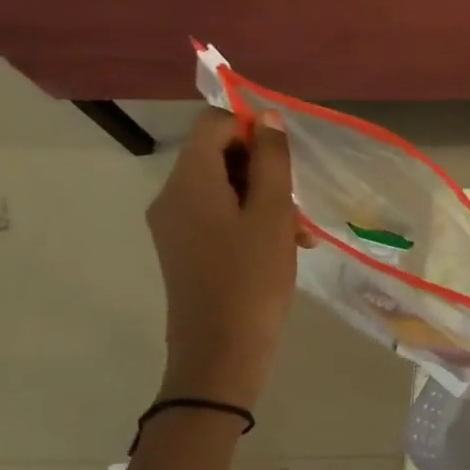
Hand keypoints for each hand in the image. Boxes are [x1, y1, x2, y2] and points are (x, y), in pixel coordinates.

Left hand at [147, 110, 308, 409]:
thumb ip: (271, 159)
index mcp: (188, 181)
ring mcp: (174, 224)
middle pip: (218, 155)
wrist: (221, 351)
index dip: (251, 128)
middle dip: (263, 169)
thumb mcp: (273, 212)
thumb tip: (266, 118)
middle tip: (297, 202)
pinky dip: (249, 219)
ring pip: (222, 187)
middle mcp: (172, 196)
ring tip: (298, 233)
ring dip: (263, 198)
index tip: (285, 158)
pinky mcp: (183, 248)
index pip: (213, 124)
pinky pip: (216, 214)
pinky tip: (282, 245)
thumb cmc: (252, 277)